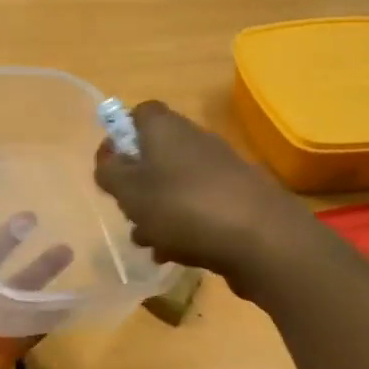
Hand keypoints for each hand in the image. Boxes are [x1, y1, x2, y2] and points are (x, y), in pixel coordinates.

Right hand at [93, 101, 316, 296]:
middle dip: (137, 187)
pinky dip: (183, 229)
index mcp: (166, 128)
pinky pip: (198, 209)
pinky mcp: (236, 200)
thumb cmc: (183, 208)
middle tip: (128, 213)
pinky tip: (176, 254)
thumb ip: (111, 173)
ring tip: (149, 243)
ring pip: (175, 187)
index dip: (120, 138)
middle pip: (156, 156)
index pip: (138, 114)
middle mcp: (194, 141)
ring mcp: (219, 171)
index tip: (110, 169)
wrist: (259, 238)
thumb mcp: (131, 191)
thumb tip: (108, 160)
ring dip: (157, 214)